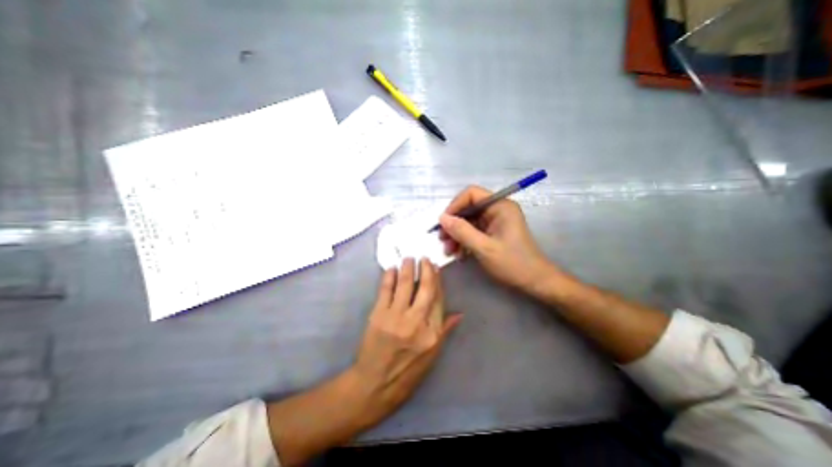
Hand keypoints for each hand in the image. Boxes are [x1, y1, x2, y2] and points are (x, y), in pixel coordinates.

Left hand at [353, 259, 465, 415]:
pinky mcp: (378, 315)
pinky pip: (385, 291)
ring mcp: (396, 317)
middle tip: (423, 258)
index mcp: (432, 334)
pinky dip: (389, 277)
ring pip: (405, 285)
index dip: (437, 281)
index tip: (435, 268)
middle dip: (425, 269)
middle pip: (424, 288)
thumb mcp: (431, 356)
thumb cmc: (406, 373)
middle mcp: (416, 322)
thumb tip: (459, 313)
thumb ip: (444, 330)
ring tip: (408, 258)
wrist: (374, 385)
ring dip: (407, 268)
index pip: (438, 299)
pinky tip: (391, 269)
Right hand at [438, 183, 560, 293]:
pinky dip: (464, 241)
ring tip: (449, 251)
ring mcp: (495, 221)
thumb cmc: (513, 264)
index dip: (455, 205)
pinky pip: (473, 231)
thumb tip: (442, 218)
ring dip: (456, 235)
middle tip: (443, 240)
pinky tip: (459, 254)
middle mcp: (497, 209)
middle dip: (454, 224)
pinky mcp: (492, 232)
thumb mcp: (484, 248)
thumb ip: (462, 231)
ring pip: (468, 221)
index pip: (471, 194)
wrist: (534, 282)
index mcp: (500, 206)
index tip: (443, 223)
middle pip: (468, 208)